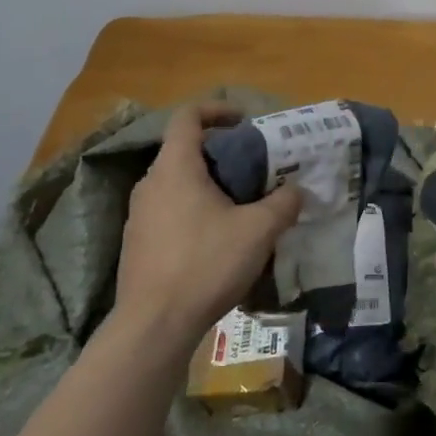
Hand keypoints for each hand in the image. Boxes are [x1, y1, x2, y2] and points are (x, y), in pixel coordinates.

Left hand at [112, 103, 301, 351]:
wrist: (154, 326)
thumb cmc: (206, 264)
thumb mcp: (258, 230)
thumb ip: (283, 203)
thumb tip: (297, 190)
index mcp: (175, 167)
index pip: (188, 116)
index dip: (217, 110)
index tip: (244, 122)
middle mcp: (150, 183)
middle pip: (184, 150)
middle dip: (220, 153)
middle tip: (253, 168)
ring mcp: (139, 215)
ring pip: (176, 183)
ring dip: (207, 184)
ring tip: (240, 205)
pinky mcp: (137, 244)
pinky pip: (168, 211)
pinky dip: (193, 210)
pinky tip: (217, 239)